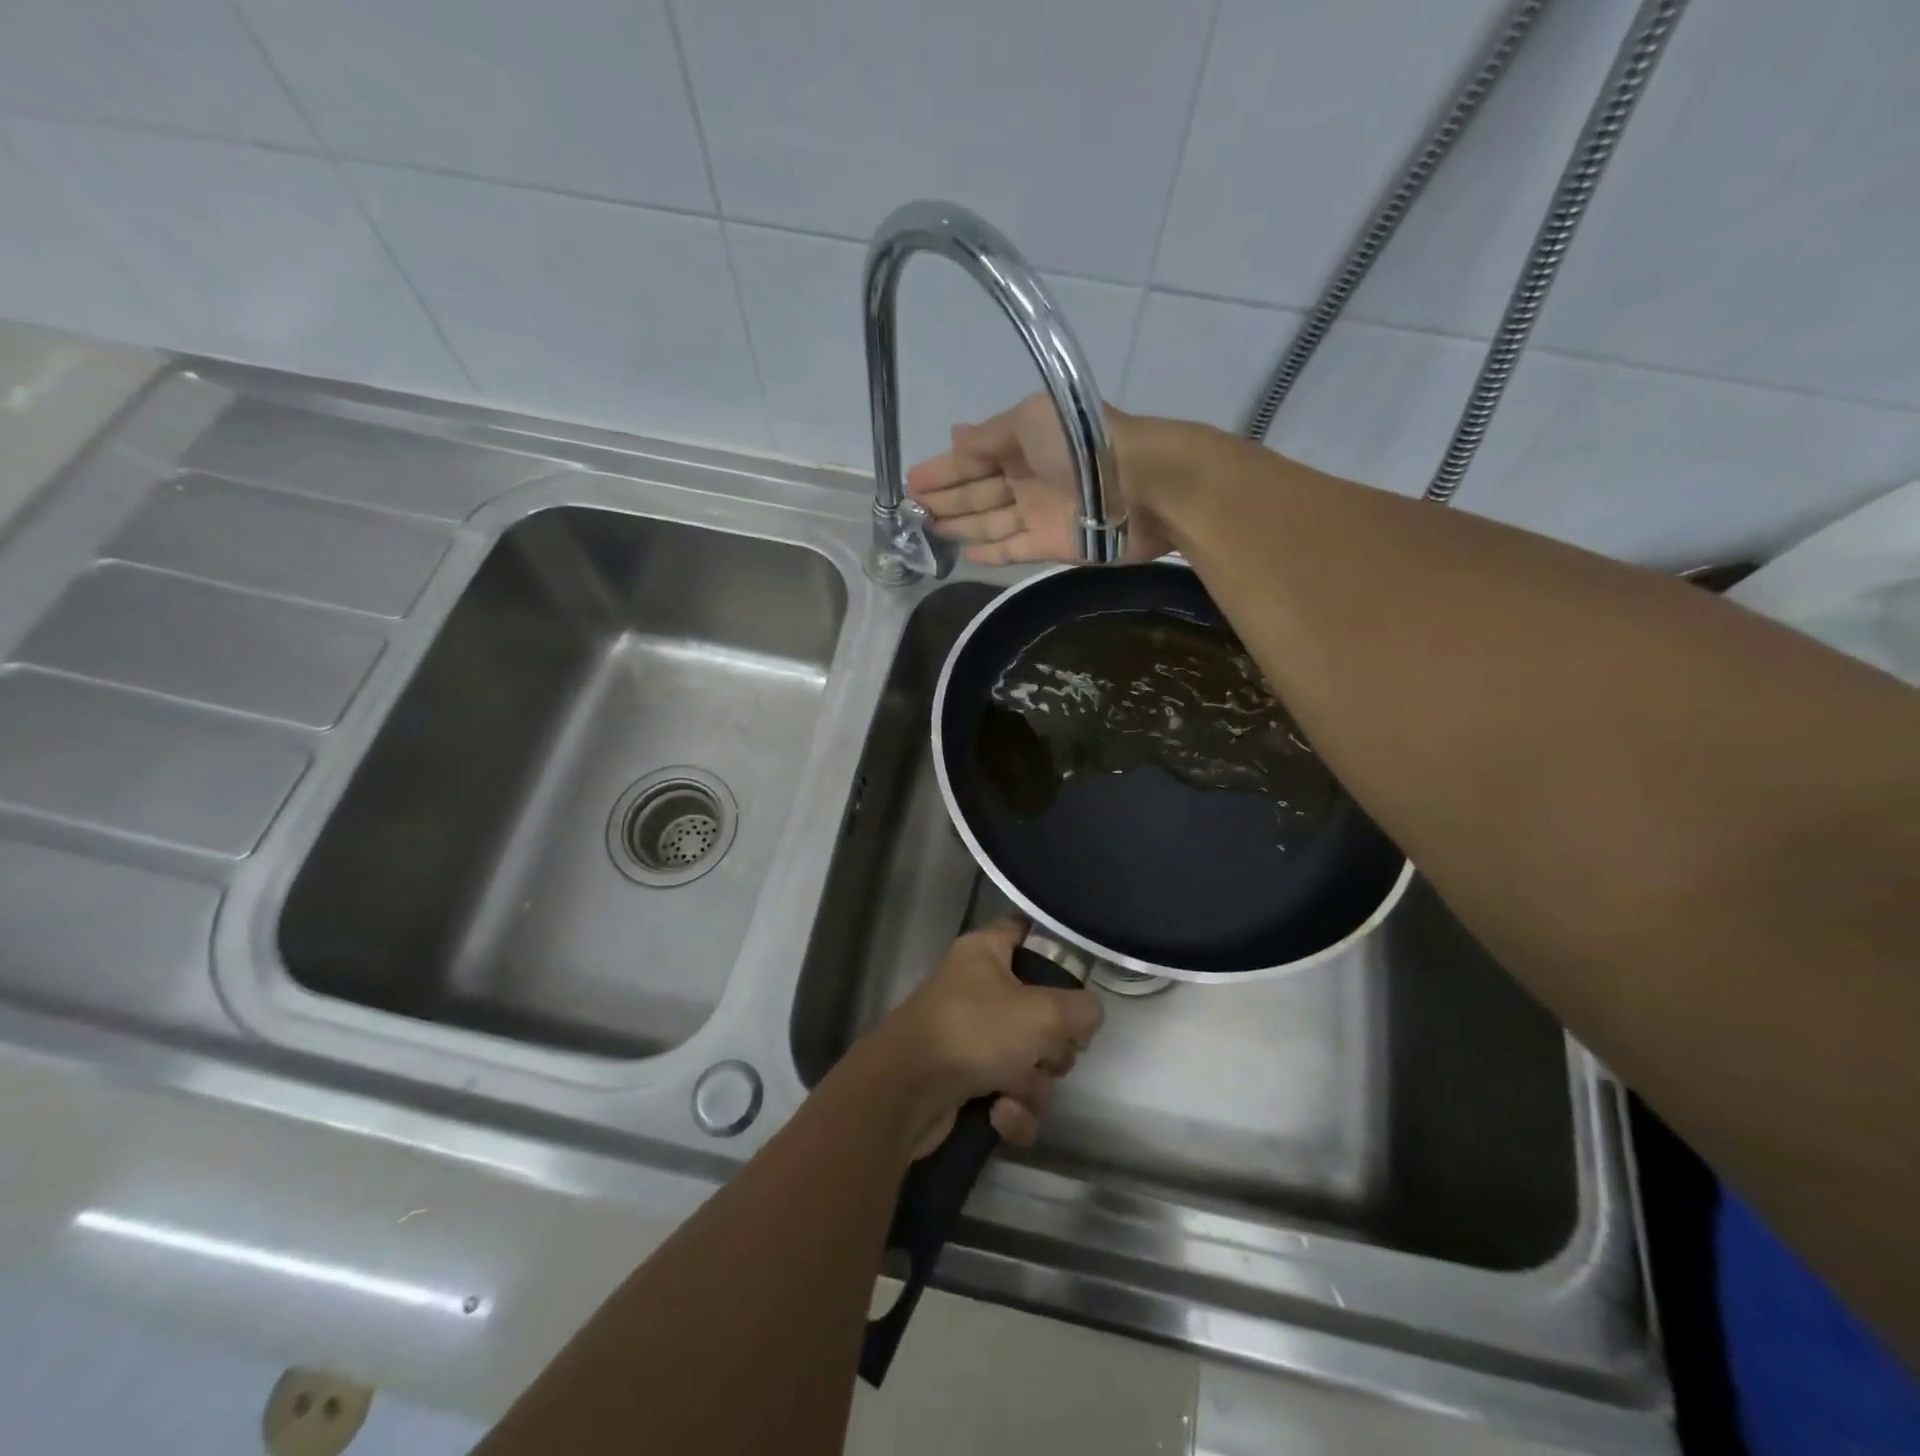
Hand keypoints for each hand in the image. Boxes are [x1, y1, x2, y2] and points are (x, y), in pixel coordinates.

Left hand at [866, 918, 1103, 1157]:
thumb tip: (1087, 1016)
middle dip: (1052, 1044)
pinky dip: (1012, 1111)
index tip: (1076, 975)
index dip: (1051, 945)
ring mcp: (969, 1038)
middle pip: (1040, 1009)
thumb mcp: (1042, 1012)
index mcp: (985, 953)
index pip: (1023, 930)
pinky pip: (1010, 1096)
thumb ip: (1080, 1010)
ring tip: (1015, 1091)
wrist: (905, 1094)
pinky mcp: (964, 1085)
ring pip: (1030, 1060)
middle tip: (1047, 1052)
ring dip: (1034, 1086)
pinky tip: (999, 1116)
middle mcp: (976, 989)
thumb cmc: (973, 1032)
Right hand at [905, 394, 1174, 564]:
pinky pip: (1013, 550)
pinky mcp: (1052, 545)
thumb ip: (990, 435)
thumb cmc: (1082, 443)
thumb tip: (956, 437)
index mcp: (1023, 443)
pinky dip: (991, 553)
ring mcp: (1040, 513)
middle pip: (978, 492)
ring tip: (927, 531)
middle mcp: (1028, 478)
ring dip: (960, 525)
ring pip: (990, 521)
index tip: (910, 481)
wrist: (1142, 485)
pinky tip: (965, 554)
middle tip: (910, 511)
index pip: (972, 458)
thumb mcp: (1030, 420)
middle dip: (945, 498)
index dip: (942, 469)